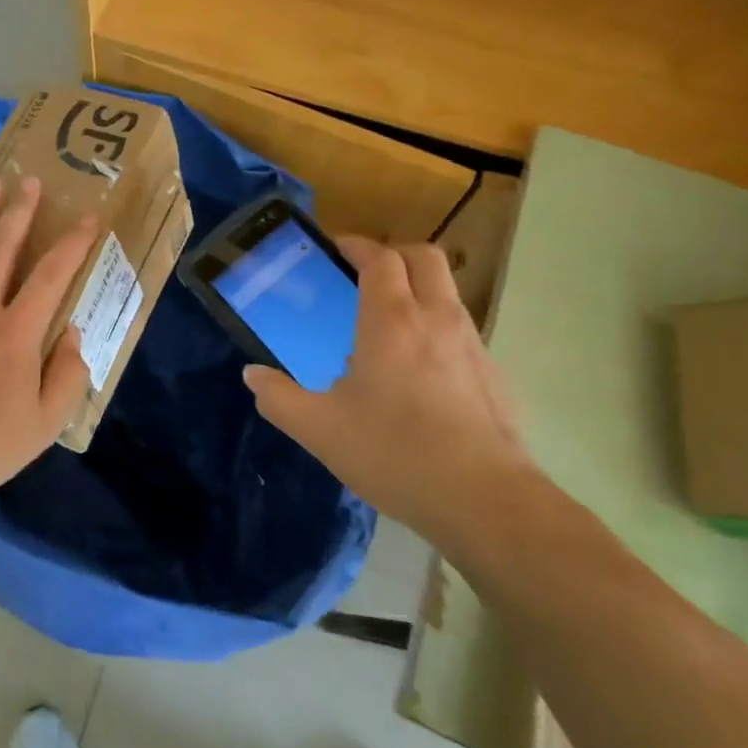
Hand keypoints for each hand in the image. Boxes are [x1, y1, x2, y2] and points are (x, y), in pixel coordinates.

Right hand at [242, 237, 534, 550]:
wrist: (485, 502)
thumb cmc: (394, 453)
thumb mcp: (320, 430)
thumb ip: (279, 399)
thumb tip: (253, 376)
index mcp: (392, 320)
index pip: (380, 258)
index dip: (357, 245)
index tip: (336, 248)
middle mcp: (436, 319)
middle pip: (423, 257)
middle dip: (393, 254)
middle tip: (364, 274)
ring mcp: (473, 345)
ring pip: (447, 291)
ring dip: (418, 289)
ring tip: (388, 324)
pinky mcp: (494, 375)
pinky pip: (462, 330)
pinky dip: (437, 328)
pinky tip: (420, 373)